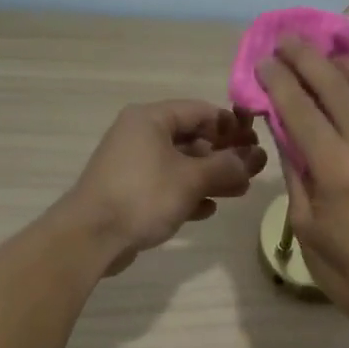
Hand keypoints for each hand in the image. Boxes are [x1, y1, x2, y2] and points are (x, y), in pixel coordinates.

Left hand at [63, 101, 267, 274]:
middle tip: (254, 169)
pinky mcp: (131, 192)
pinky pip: (167, 186)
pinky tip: (208, 209)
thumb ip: (227, 166)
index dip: (232, 126)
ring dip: (211, 177)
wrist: (92, 237)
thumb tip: (253, 160)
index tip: (256, 143)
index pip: (201, 111)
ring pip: (181, 164)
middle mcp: (141, 135)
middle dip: (225, 155)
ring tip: (241, 191)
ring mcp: (134, 165)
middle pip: (192, 138)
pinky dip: (189, 194)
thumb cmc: (143, 196)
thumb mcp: (192, 179)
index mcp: (152, 119)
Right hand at [256, 37, 348, 323]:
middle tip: (286, 40)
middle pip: (336, 85)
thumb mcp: (305, 224)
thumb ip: (294, 169)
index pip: (301, 108)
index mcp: (336, 169)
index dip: (279, 80)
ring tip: (326, 54)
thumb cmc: (345, 269)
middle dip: (307, 58)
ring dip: (347, 62)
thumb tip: (282, 126)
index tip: (263, 62)